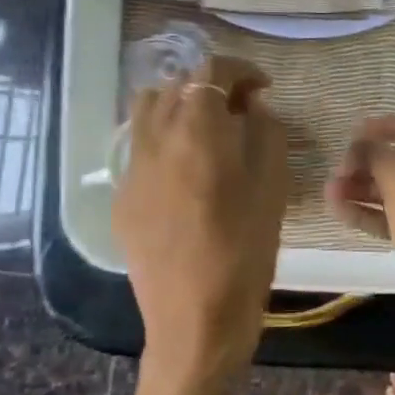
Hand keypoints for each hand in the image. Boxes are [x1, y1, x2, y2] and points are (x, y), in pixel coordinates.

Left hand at [117, 56, 288, 390]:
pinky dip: (164, 138)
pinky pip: (139, 148)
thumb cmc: (245, 256)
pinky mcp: (121, 198)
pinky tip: (187, 170)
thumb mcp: (273, 191)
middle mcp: (155, 141)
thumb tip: (253, 108)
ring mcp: (131, 170)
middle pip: (175, 85)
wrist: (194, 324)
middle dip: (210, 86)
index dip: (239, 70)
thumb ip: (266, 136)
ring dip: (179, 106)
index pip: (210, 72)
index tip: (262, 88)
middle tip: (241, 109)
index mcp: (197, 134)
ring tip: (208, 131)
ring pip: (147, 111)